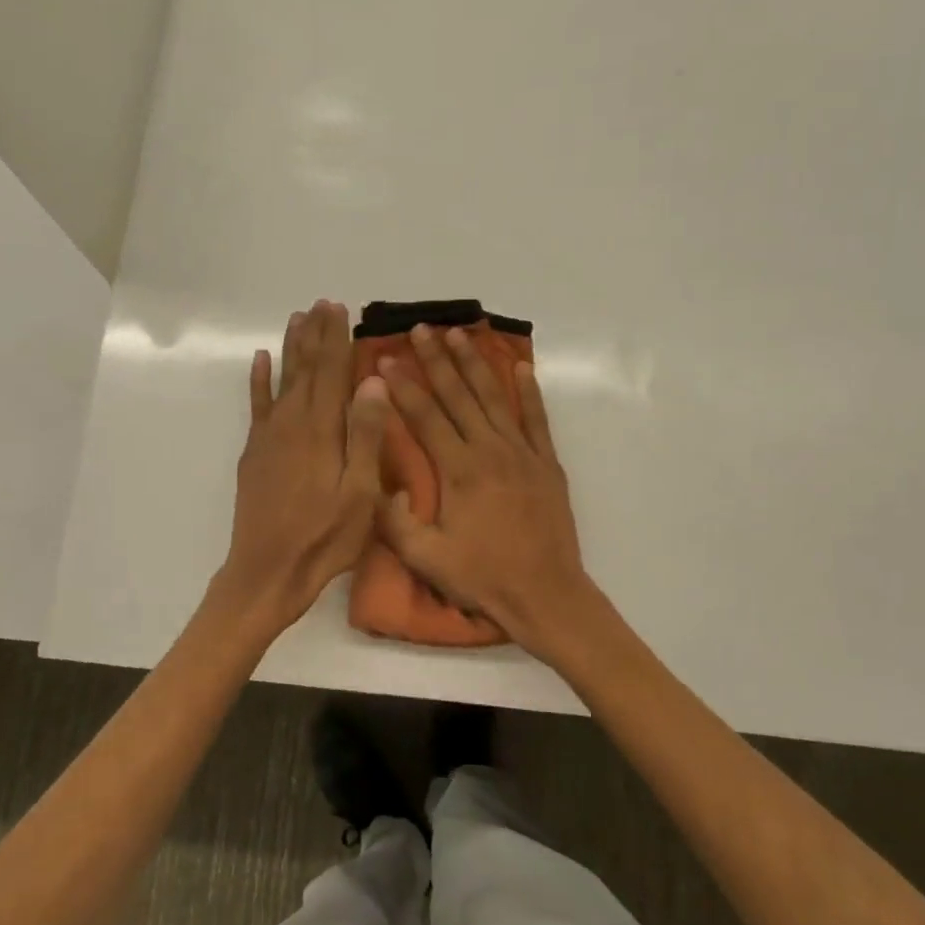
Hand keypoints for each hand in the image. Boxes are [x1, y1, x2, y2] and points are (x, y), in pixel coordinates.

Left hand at [217, 301, 389, 635]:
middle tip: (320, 303)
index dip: (336, 339)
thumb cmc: (324, 538)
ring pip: (282, 380)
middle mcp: (292, 423)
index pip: (331, 372)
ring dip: (290, 349)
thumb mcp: (360, 493)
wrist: (267, 572)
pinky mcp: (254, 453)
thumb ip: (365, 435)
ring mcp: (269, 437)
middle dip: (314, 335)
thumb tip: (373, 382)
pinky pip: (257, 406)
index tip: (339, 309)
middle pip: (305, 369)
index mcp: (322, 431)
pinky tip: (259, 361)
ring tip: (296, 318)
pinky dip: (258, 381)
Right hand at [376, 324, 595, 657]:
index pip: (425, 417)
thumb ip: (395, 522)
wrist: (546, 595)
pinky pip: (536, 418)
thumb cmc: (483, 577)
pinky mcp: (546, 463)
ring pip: (494, 397)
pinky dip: (529, 390)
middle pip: (458, 395)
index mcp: (459, 470)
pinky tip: (520, 365)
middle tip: (419, 330)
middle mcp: (490, 450)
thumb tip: (378, 485)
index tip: (385, 360)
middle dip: (436, 360)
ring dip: (475, 363)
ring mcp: (522, 453)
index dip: (403, 387)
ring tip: (459, 334)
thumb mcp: (426, 558)